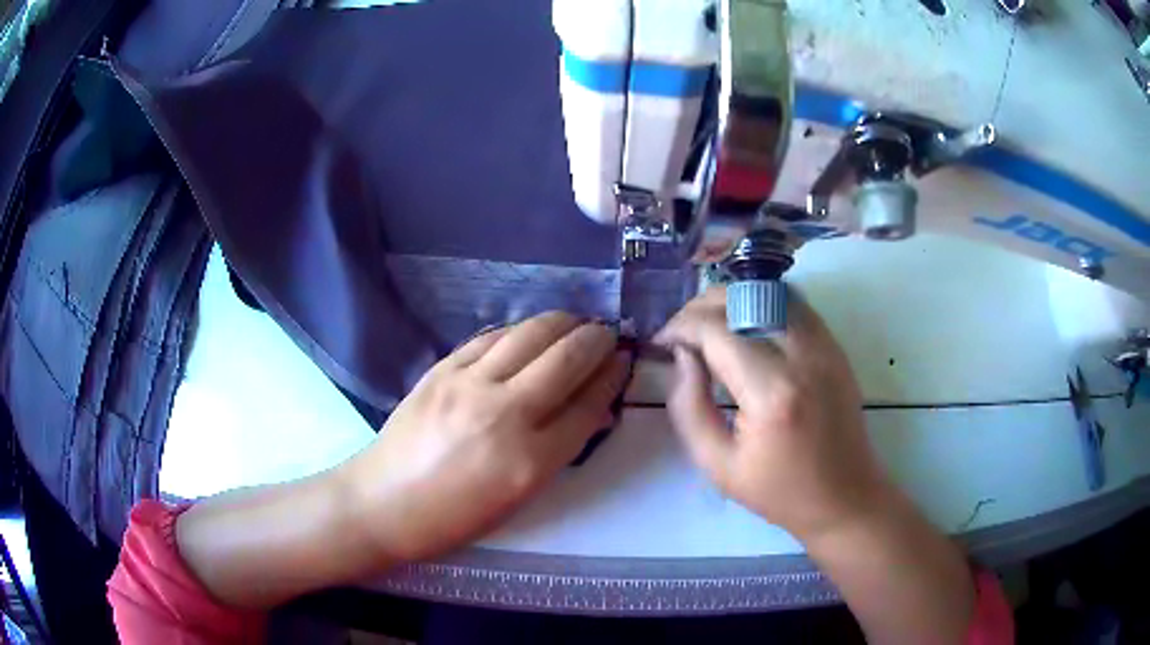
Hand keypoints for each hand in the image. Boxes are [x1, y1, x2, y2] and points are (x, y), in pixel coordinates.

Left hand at [338, 312, 630, 562]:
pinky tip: (529, 332)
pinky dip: (519, 330)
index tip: (624, 360)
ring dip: (562, 322)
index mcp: (530, 461)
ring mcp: (468, 384)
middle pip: (567, 359)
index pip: (588, 405)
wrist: (384, 502)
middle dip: (596, 340)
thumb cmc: (456, 516)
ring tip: (576, 323)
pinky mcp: (441, 368)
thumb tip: (592, 409)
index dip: (612, 377)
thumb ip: (559, 449)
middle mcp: (504, 414)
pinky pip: (491, 336)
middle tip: (607, 334)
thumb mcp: (518, 497)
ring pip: (530, 334)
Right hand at [655, 287, 891, 541]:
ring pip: (770, 292)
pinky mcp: (835, 347)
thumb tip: (683, 355)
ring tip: (709, 324)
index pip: (717, 331)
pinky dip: (762, 304)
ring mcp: (825, 346)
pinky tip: (745, 327)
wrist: (844, 497)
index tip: (661, 342)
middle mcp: (803, 357)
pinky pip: (794, 305)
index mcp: (772, 394)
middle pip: (744, 299)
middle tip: (681, 331)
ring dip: (732, 300)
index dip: (680, 327)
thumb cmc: (778, 492)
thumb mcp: (717, 465)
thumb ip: (689, 406)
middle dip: (701, 306)